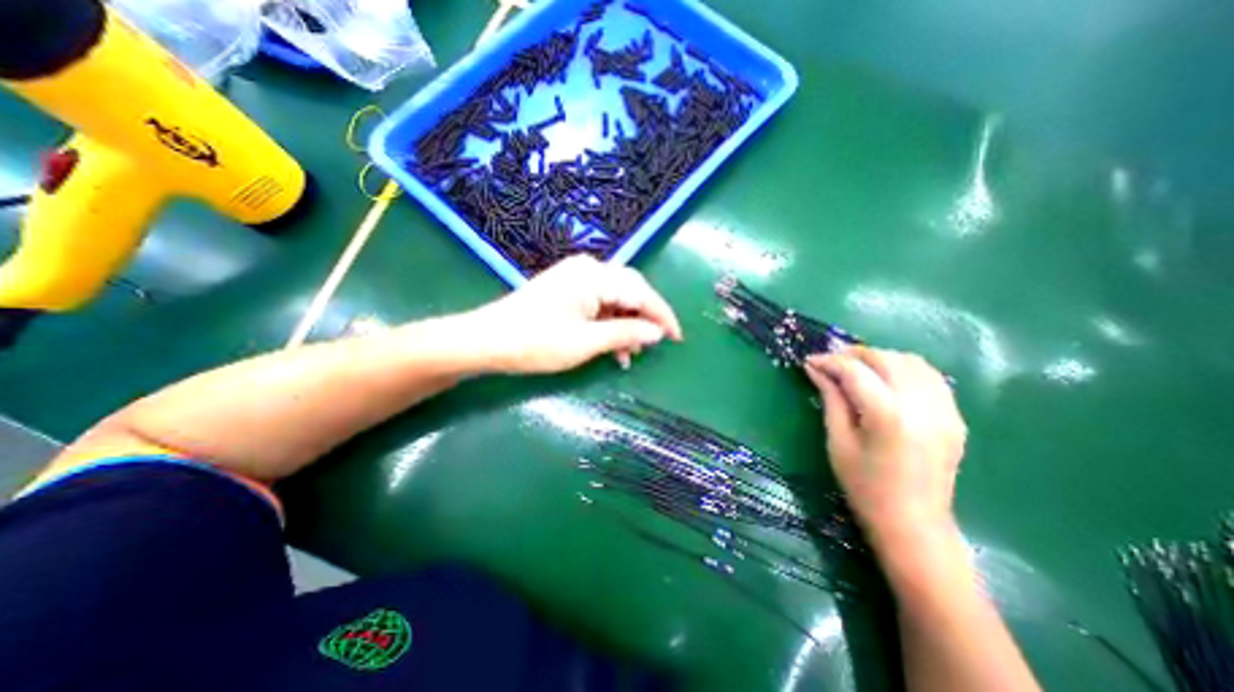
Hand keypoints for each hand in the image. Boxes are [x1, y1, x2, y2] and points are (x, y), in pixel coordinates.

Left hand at [462, 254, 679, 373]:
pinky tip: (612, 346)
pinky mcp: (567, 289)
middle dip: (645, 318)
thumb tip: (658, 332)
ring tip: (631, 354)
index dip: (662, 315)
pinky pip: (599, 303)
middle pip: (630, 290)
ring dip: (626, 324)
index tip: (677, 337)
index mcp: (594, 276)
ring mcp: (576, 278)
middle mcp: (589, 269)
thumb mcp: (586, 342)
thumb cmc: (536, 342)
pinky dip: (609, 323)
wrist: (486, 340)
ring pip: (615, 298)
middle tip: (656, 344)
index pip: (641, 292)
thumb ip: (626, 333)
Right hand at [806, 348, 967, 547]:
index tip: (809, 361)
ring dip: (879, 358)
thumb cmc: (864, 486)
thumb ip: (831, 399)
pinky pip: (930, 376)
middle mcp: (921, 405)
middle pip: (885, 358)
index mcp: (888, 415)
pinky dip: (903, 369)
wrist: (914, 524)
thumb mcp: (838, 441)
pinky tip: (885, 379)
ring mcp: (945, 410)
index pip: (855, 371)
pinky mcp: (955, 417)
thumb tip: (815, 369)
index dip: (829, 361)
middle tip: (829, 362)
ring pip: (911, 361)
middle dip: (853, 354)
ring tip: (856, 368)